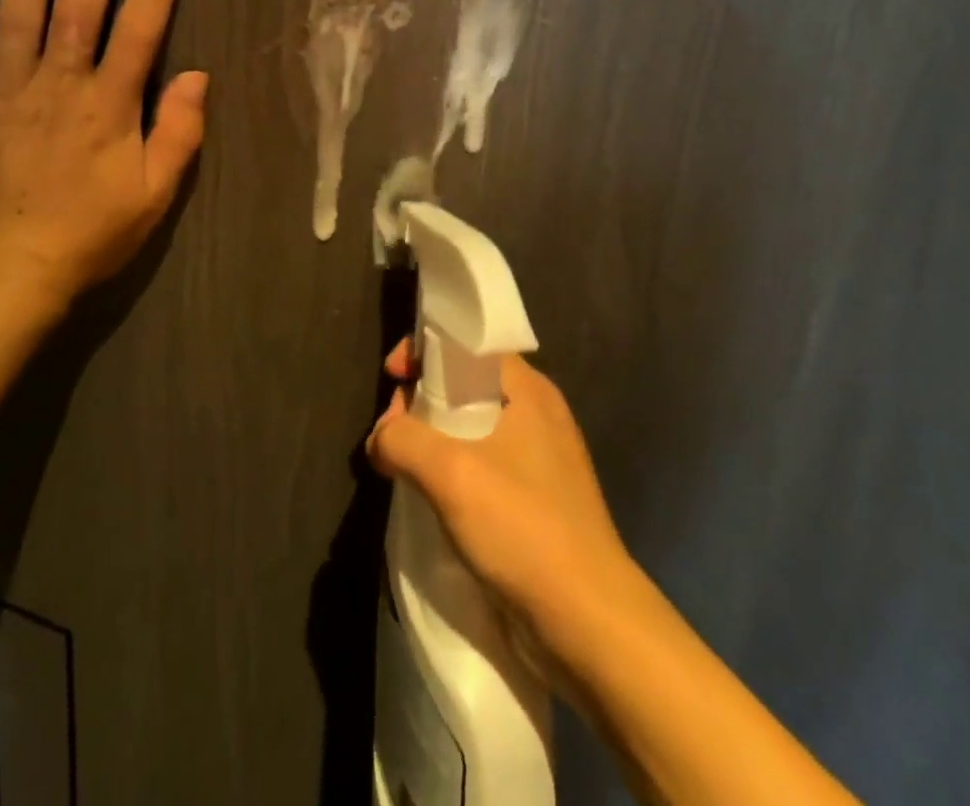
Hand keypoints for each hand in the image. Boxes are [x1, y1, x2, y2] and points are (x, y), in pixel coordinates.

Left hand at [0, 0, 206, 305]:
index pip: (141, 28)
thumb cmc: (90, 234)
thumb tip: (199, 76)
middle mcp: (58, 84)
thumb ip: (179, 134)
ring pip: (20, 8)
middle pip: (81, 3)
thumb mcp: (153, 197)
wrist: (4, 272)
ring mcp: (2, 89)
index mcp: (109, 106)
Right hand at [367, 339, 637, 668]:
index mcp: (528, 390)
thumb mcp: (451, 473)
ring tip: (403, 467)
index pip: (468, 345)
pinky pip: (484, 464)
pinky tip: (432, 496)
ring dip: (433, 439)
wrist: (589, 624)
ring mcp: (541, 459)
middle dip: (420, 399)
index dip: (425, 350)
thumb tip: (380, 440)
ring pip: (472, 427)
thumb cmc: (523, 528)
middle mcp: (538, 414)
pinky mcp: (537, 500)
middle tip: (391, 433)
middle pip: (465, 383)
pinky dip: (452, 469)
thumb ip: (402, 440)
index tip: (392, 376)